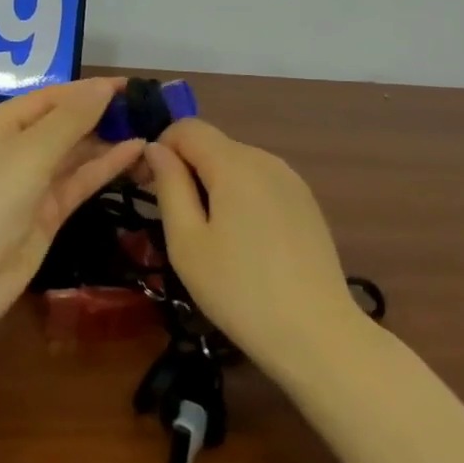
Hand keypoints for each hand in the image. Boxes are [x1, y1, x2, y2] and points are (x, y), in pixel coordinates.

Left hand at [0, 78, 143, 337]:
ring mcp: (28, 184)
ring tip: (148, 126)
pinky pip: (77, 181)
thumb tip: (103, 86)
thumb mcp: (29, 153)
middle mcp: (10, 150)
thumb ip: (70, 119)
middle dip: (99, 114)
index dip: (86, 90)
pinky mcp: (45, 213)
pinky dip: (104, 167)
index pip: (46, 98)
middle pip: (60, 124)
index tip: (129, 84)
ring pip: (72, 154)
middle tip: (145, 106)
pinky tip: (135, 152)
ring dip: (106, 141)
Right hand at [144, 119, 365, 381]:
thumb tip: (155, 148)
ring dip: (213, 183)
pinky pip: (260, 182)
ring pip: (237, 164)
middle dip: (186, 168)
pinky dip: (240, 196)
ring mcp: (291, 180)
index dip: (160, 148)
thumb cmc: (239, 290)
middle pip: (213, 144)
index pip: (187, 128)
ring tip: (209, 235)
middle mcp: (265, 159)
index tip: (146, 186)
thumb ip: (169, 186)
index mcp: (234, 163)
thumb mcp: (187, 242)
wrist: (317, 334)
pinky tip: (243, 241)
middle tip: (174, 218)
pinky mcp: (305, 202)